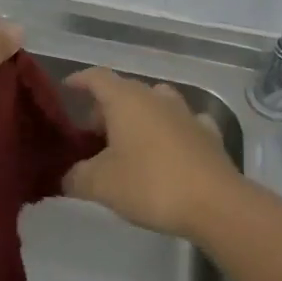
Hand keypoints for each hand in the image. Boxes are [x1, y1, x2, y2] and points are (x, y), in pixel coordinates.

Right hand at [60, 69, 238, 240]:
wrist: (215, 203)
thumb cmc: (151, 184)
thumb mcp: (101, 185)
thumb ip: (77, 177)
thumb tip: (67, 176)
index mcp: (125, 99)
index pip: (96, 77)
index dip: (79, 80)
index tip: (67, 88)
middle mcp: (155, 97)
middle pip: (124, 91)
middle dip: (105, 108)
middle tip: (92, 135)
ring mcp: (185, 112)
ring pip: (155, 103)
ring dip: (139, 116)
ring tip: (129, 141)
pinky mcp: (208, 133)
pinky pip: (182, 123)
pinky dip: (170, 131)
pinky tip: (169, 149)